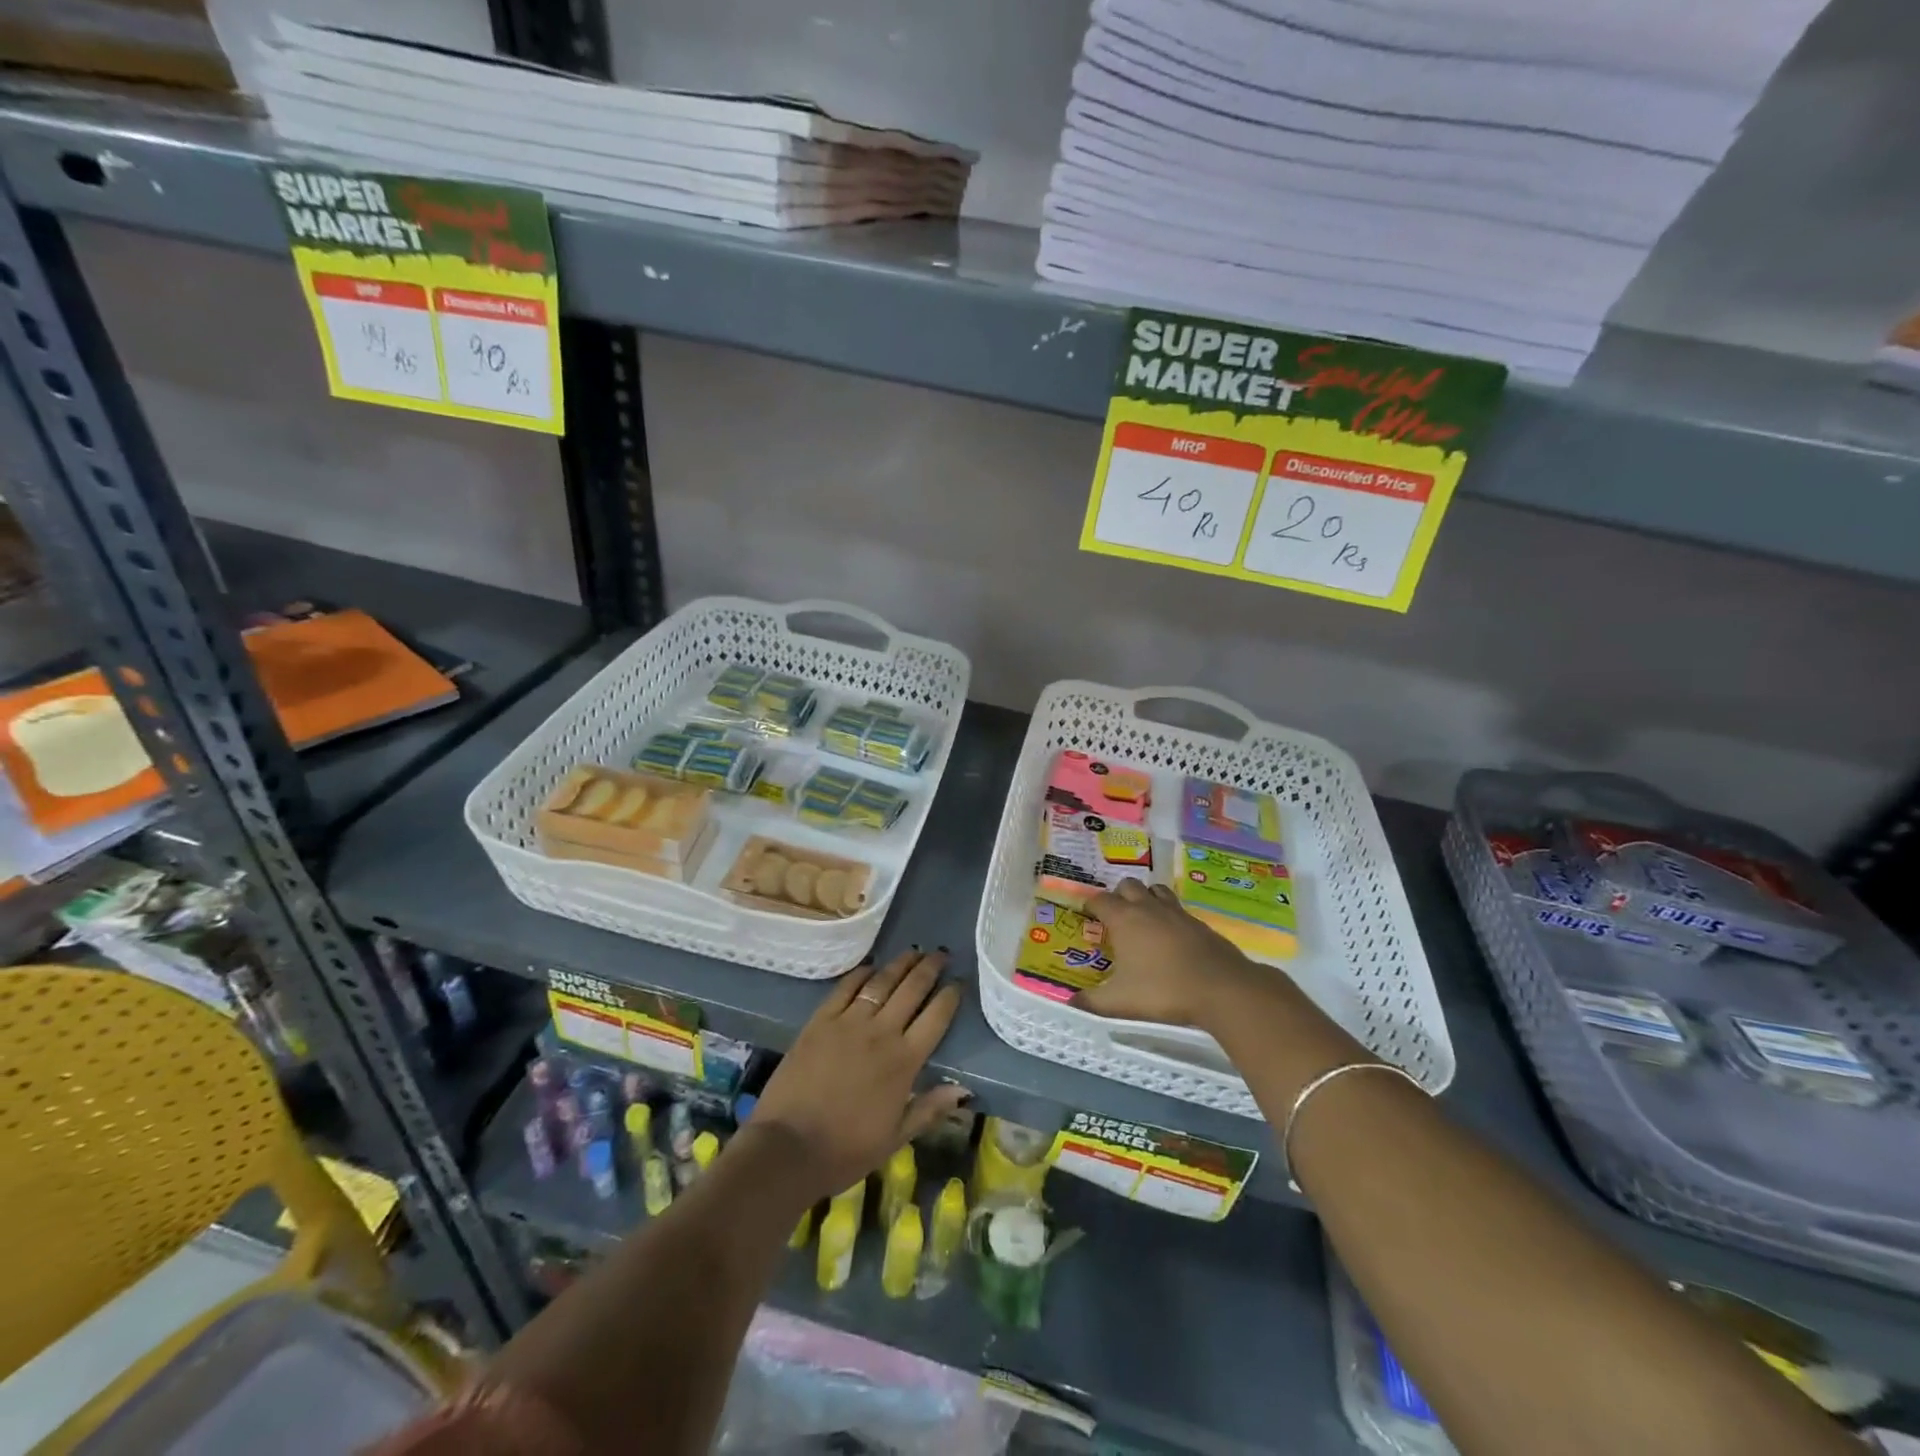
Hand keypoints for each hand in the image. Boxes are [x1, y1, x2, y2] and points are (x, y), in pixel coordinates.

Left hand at [754, 948, 967, 1202]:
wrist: (788, 1149)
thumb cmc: (846, 1150)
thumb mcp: (896, 1138)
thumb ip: (930, 1109)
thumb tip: (964, 1089)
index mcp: (905, 1061)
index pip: (936, 1017)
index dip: (950, 996)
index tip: (959, 983)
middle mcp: (881, 1033)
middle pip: (912, 989)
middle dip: (930, 968)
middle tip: (940, 954)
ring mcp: (848, 1022)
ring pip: (881, 982)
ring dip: (900, 964)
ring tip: (913, 951)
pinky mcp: (820, 1021)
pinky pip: (845, 987)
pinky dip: (862, 973)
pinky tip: (871, 966)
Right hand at [1076, 879, 1261, 1027]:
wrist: (1221, 988)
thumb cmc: (1163, 990)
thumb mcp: (1120, 1002)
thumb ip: (1092, 1002)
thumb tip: (1071, 1003)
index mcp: (1124, 919)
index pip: (1100, 900)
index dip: (1090, 905)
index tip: (1087, 914)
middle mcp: (1148, 908)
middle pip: (1128, 886)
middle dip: (1118, 896)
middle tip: (1115, 917)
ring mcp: (1176, 913)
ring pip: (1156, 890)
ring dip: (1146, 898)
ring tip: (1143, 919)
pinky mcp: (1199, 923)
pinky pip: (1178, 909)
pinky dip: (1169, 916)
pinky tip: (1171, 938)